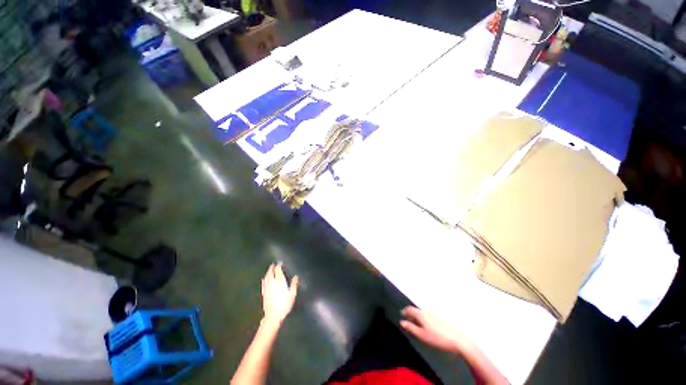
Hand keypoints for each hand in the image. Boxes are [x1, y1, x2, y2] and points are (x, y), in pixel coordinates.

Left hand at [261, 264, 298, 324]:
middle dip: (272, 268)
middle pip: (270, 273)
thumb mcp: (292, 294)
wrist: (273, 316)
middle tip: (274, 265)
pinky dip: (264, 279)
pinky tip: (264, 279)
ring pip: (266, 277)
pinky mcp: (264, 293)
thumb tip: (295, 277)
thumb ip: (294, 284)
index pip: (278, 270)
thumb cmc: (284, 305)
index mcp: (279, 281)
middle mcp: (272, 283)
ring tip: (269, 270)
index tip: (280, 263)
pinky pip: (263, 284)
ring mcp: (267, 288)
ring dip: (268, 272)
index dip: (279, 266)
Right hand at [400, 306, 473, 354]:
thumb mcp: (421, 335)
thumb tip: (401, 322)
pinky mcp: (439, 319)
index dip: (404, 311)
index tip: (401, 314)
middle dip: (410, 315)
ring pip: (422, 314)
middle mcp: (426, 311)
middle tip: (407, 322)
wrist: (457, 340)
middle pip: (415, 311)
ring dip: (417, 318)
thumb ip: (410, 328)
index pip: (409, 309)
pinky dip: (423, 320)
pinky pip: (427, 317)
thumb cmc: (436, 338)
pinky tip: (426, 328)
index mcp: (420, 313)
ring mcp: (433, 314)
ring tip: (416, 326)